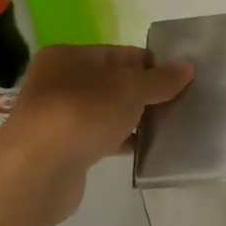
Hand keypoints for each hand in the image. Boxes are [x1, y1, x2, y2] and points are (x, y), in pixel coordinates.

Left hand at [0, 45, 193, 214]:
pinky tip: (145, 150)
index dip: (151, 65)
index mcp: (68, 56)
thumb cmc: (83, 114)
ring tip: (168, 128)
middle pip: (113, 82)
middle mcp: (58, 81)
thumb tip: (187, 67)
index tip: (180, 81)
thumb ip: (160, 78)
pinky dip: (121, 141)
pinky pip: (99, 137)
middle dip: (145, 94)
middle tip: (179, 105)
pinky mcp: (62, 149)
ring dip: (134, 119)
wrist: (38, 171)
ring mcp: (57, 117)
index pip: (120, 54)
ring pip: (106, 111)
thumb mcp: (130, 89)